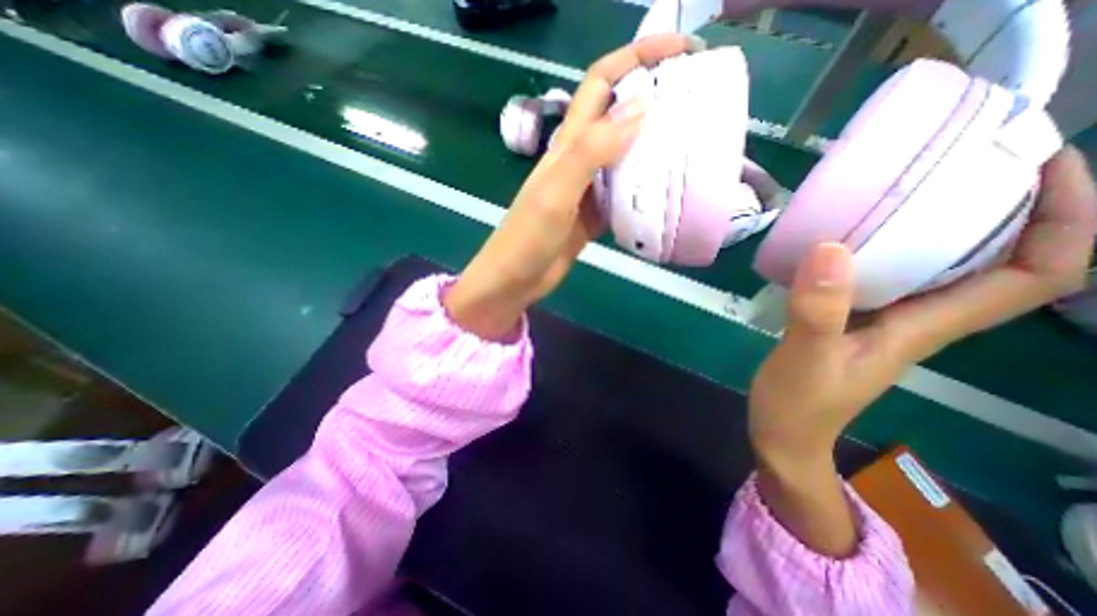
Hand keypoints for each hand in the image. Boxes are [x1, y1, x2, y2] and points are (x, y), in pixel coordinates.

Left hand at [439, 31, 696, 338]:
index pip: (601, 84)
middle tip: (699, 98)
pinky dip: (646, 186)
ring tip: (695, 140)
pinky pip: (625, 193)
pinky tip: (668, 189)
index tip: (682, 52)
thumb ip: (591, 152)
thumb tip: (640, 107)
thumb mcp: (556, 193)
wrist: (515, 279)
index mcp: (568, 146)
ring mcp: (588, 190)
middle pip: (618, 115)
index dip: (637, 58)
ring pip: (626, 155)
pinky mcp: (594, 215)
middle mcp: (579, 160)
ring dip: (656, 144)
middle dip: (655, 96)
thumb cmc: (527, 239)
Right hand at [750, 144, 1092, 558]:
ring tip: (913, 184)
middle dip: (1011, 205)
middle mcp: (917, 320)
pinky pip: (884, 276)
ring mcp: (881, 321)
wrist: (783, 434)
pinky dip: (883, 247)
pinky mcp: (847, 320)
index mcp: (923, 329)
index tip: (1041, 164)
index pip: (1034, 276)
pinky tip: (850, 235)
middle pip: (998, 261)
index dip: (1064, 219)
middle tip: (972, 157)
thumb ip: (818, 310)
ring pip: (938, 266)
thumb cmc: (799, 404)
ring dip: (944, 222)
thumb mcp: (805, 359)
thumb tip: (830, 247)